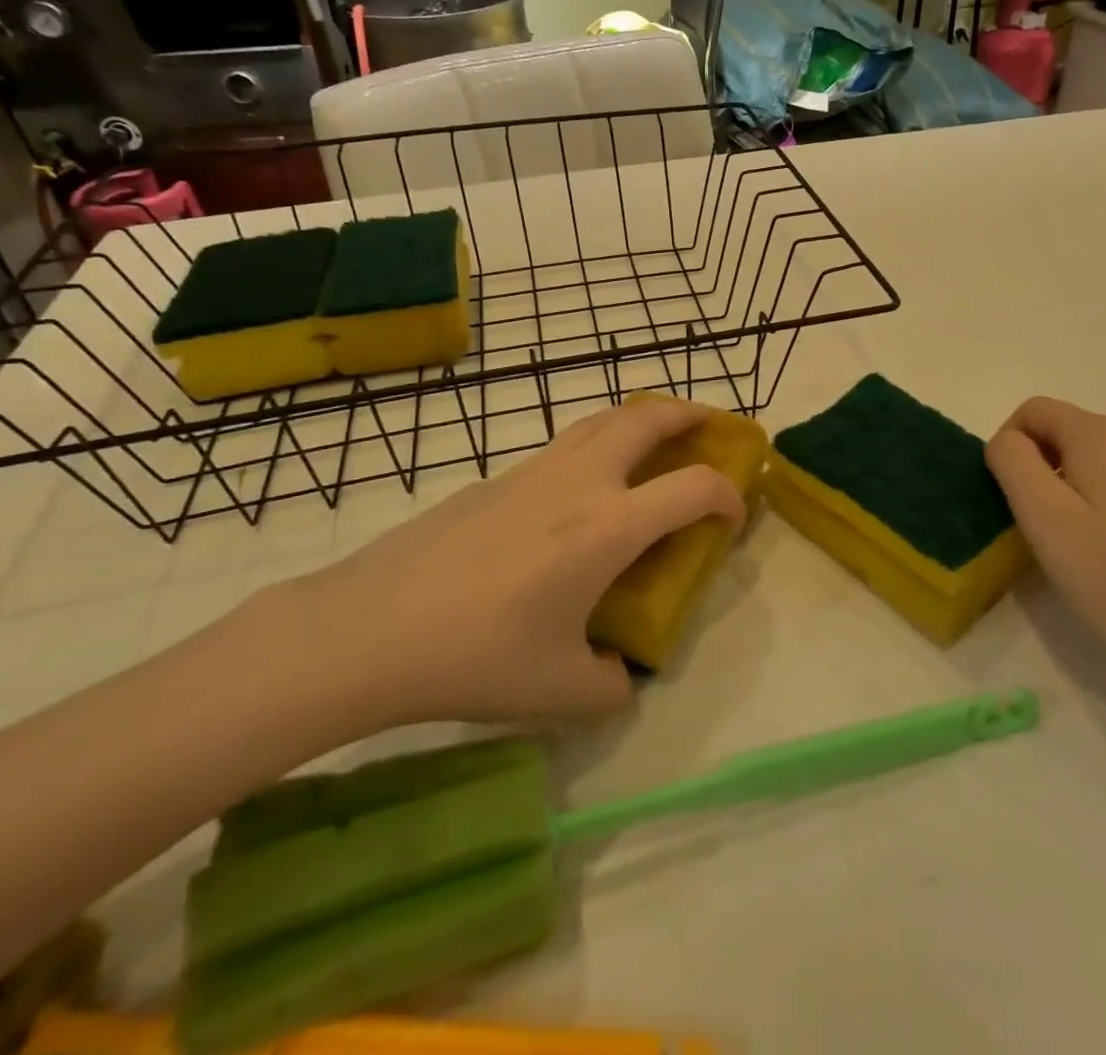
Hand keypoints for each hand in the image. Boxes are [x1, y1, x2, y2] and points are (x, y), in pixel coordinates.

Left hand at [275, 397, 745, 729]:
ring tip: (655, 438)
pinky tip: (582, 487)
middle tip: (710, 425)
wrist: (371, 628)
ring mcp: (533, 471)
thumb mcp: (559, 690)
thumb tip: (623, 678)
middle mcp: (580, 482)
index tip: (734, 515)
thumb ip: (610, 685)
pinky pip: (564, 445)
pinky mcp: (495, 478)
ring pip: (601, 420)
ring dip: (640, 419)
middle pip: (647, 419)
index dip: (728, 496)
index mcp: (609, 527)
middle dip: (689, 414)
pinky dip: (596, 444)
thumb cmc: (476, 657)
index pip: (693, 489)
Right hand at [985, 397, 1105, 698]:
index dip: (1010, 446)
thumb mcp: (1045, 518)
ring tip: (1083, 548)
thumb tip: (1009, 441)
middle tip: (1045, 531)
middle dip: (1044, 471)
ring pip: (1102, 462)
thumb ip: (1013, 463)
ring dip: (1078, 491)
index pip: (1034, 410)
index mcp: (1102, 435)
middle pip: (1069, 434)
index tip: (1012, 499)